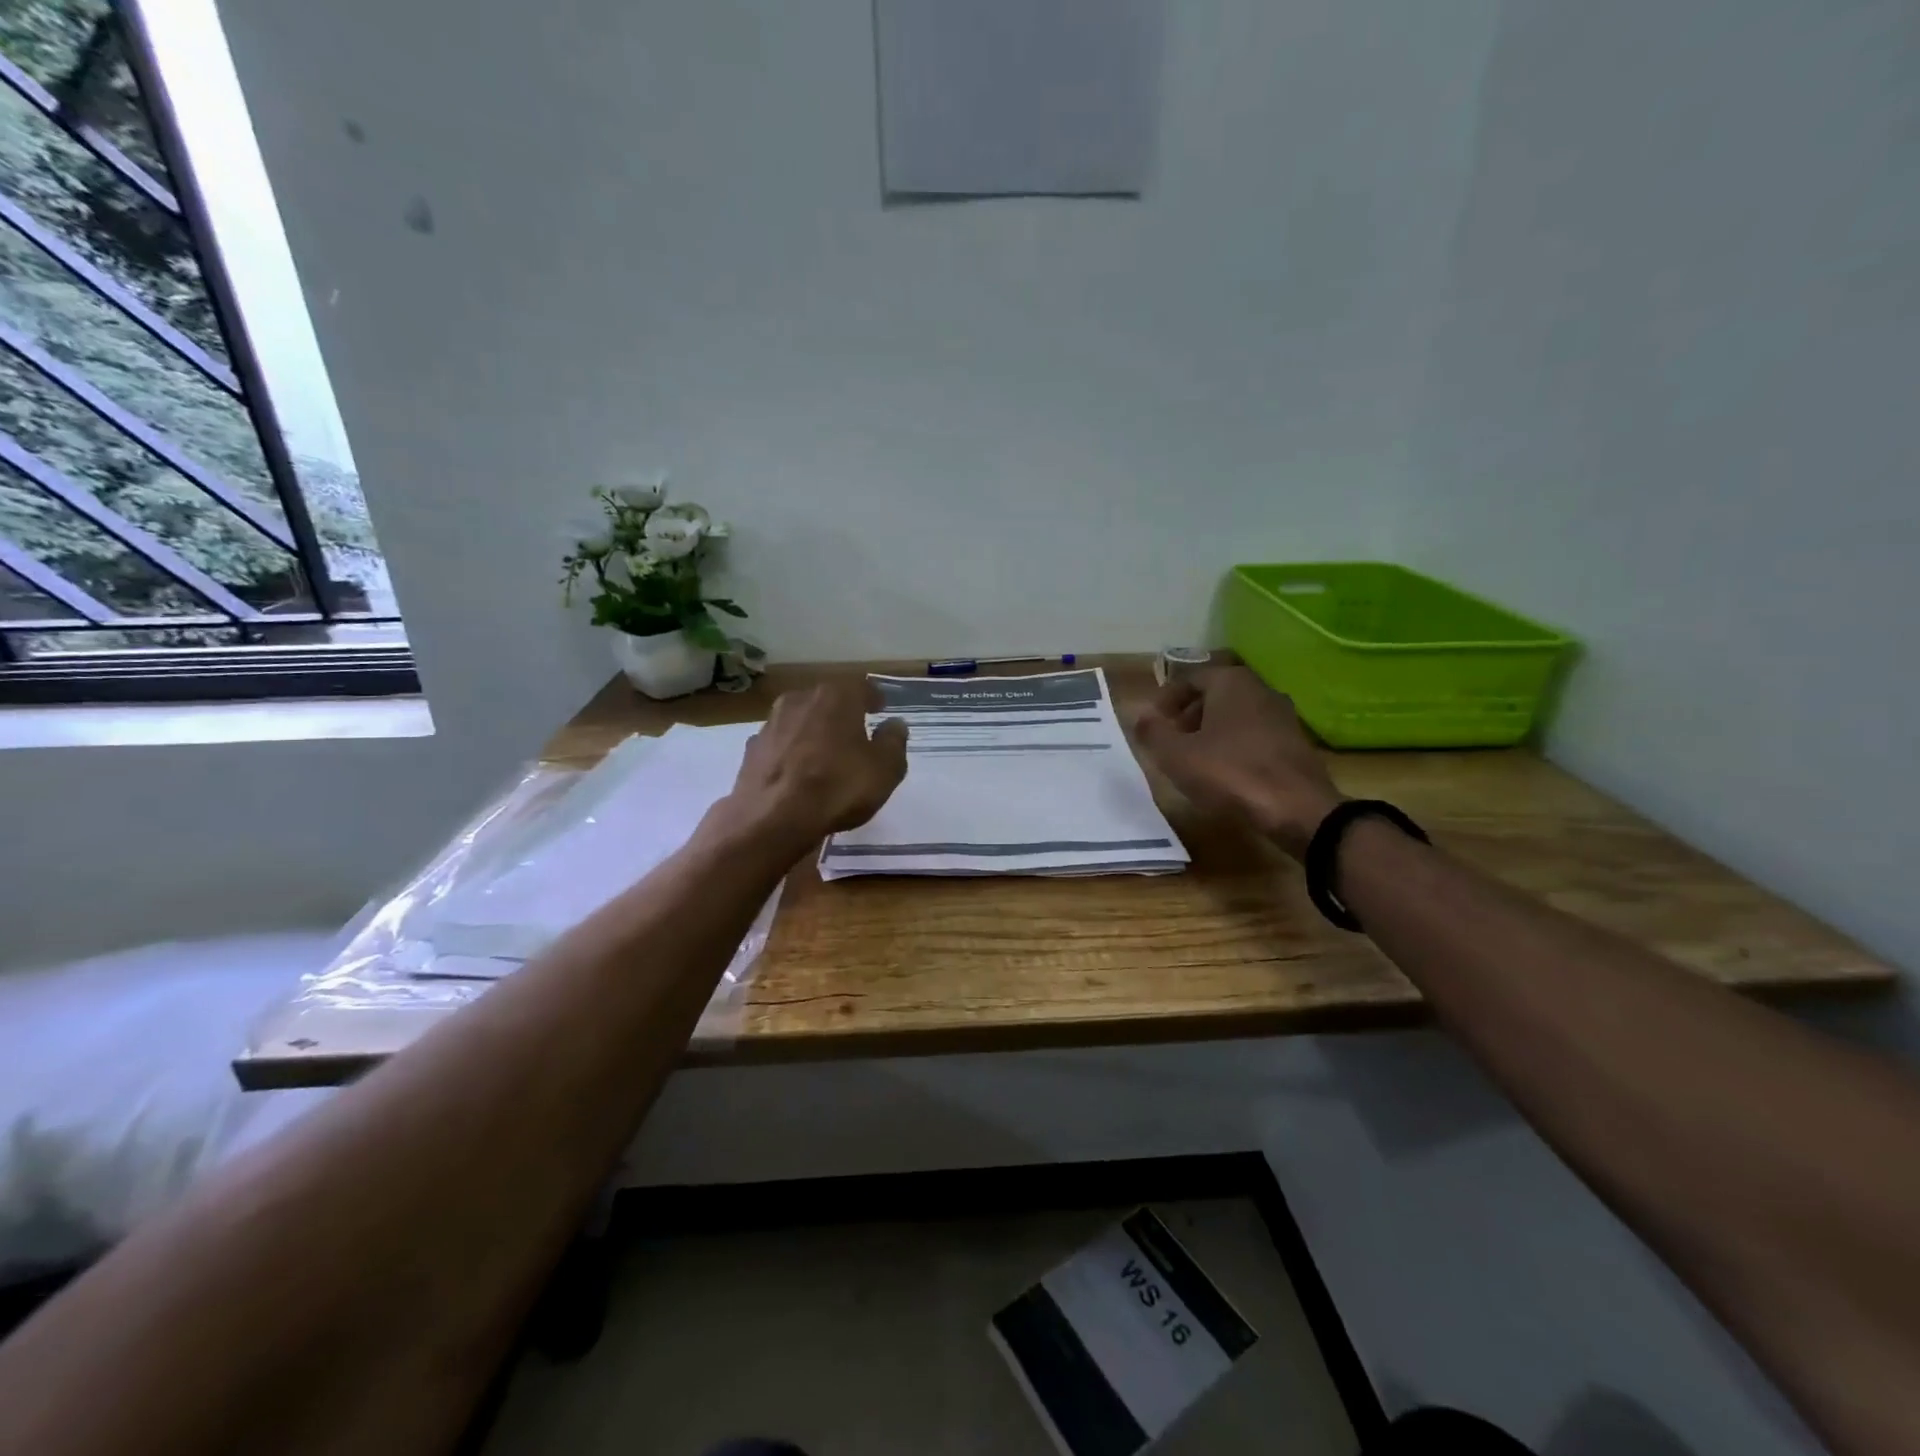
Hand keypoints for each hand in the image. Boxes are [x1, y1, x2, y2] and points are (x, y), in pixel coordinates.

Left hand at [723, 680, 908, 847]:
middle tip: (855, 731)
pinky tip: (797, 771)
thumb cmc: (839, 787)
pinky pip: (781, 744)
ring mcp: (771, 723)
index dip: (873, 697)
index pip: (861, 687)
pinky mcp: (751, 750)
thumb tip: (895, 725)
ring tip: (825, 753)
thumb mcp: (885, 769)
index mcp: (836, 697)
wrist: (773, 819)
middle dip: (841, 713)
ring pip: (800, 720)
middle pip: (827, 700)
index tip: (880, 708)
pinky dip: (791, 752)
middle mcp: (800, 700)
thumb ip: (893, 742)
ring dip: (813, 731)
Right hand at [1133, 667, 1342, 857]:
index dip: (1165, 699)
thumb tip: (1140, 716)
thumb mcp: (1177, 756)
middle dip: (1188, 715)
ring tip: (1194, 759)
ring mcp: (1283, 715)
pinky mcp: (1296, 743)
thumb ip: (1153, 733)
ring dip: (1212, 731)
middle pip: (1215, 694)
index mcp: (1230, 682)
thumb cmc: (1230, 773)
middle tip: (1170, 740)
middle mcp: (1260, 689)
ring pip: (1236, 715)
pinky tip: (1225, 773)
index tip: (1152, 722)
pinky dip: (1235, 746)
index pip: (1189, 678)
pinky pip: (1255, 735)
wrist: (1297, 809)